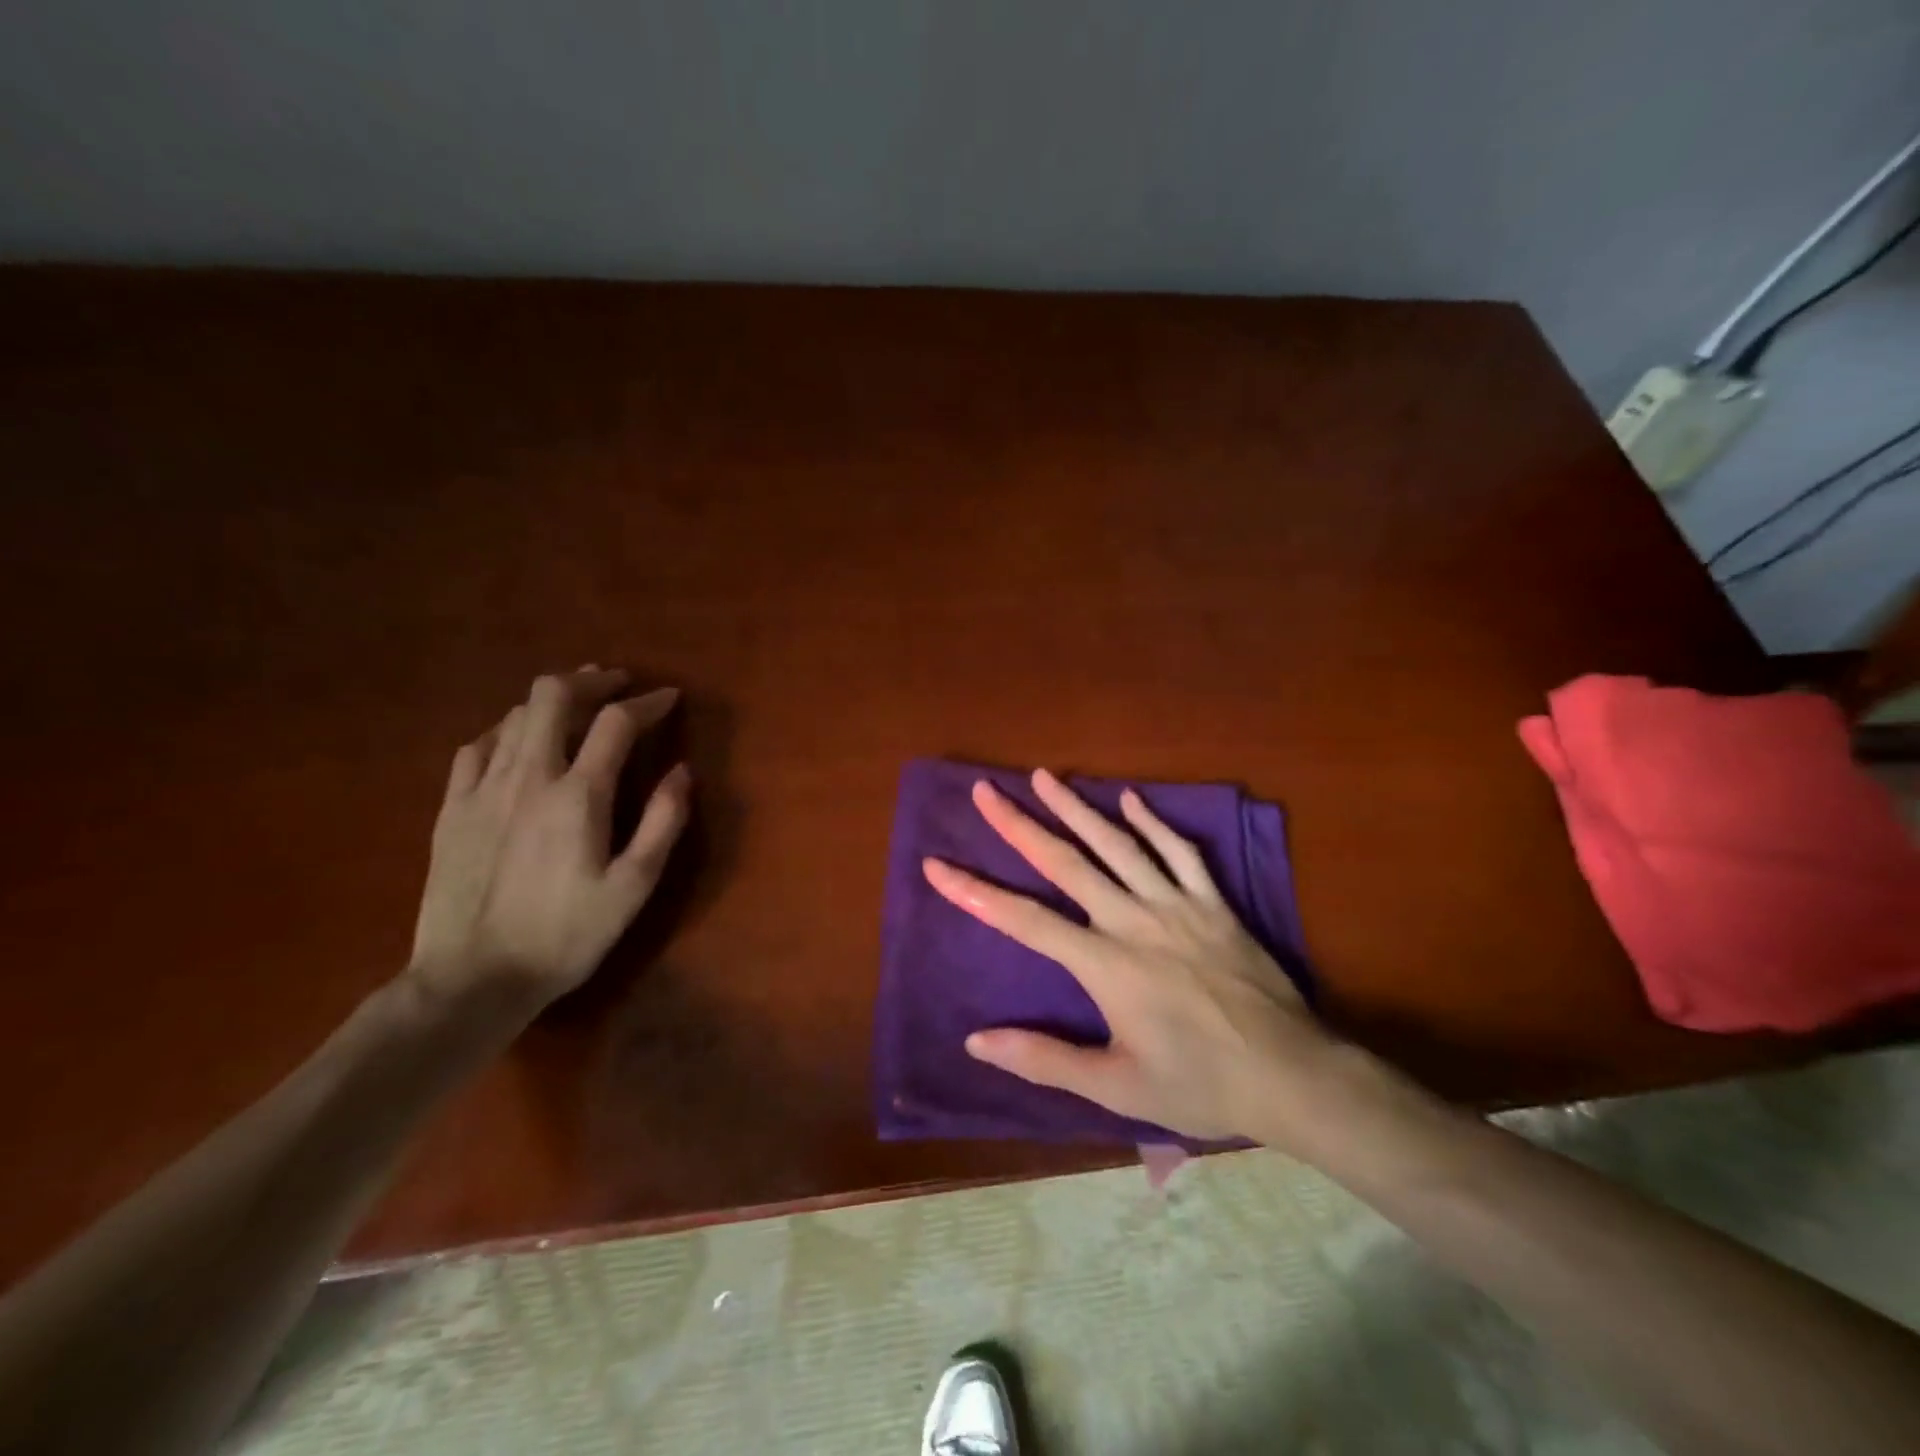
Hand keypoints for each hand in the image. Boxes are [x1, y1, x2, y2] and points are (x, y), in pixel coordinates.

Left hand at [409, 667, 691, 1003]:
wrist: (472, 980)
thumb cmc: (565, 936)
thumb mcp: (633, 887)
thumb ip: (663, 823)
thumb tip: (682, 771)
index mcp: (577, 796)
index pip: (616, 723)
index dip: (647, 702)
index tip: (669, 698)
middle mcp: (528, 777)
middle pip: (553, 696)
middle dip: (591, 681)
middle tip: (617, 685)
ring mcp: (482, 788)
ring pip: (515, 714)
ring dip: (553, 700)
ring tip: (578, 707)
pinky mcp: (451, 808)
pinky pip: (478, 746)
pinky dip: (509, 730)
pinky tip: (520, 742)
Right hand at [922, 770, 1340, 1146]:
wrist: (1292, 1076)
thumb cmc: (1200, 1084)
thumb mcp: (1116, 1086)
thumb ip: (1045, 1059)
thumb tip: (976, 1041)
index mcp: (1105, 965)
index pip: (1024, 920)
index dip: (976, 892)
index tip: (937, 865)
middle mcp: (1133, 921)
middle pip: (1066, 863)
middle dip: (1019, 825)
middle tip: (986, 791)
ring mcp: (1177, 905)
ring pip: (1118, 845)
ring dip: (1077, 807)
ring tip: (1044, 776)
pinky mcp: (1214, 903)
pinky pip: (1181, 852)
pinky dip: (1154, 823)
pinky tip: (1131, 798)